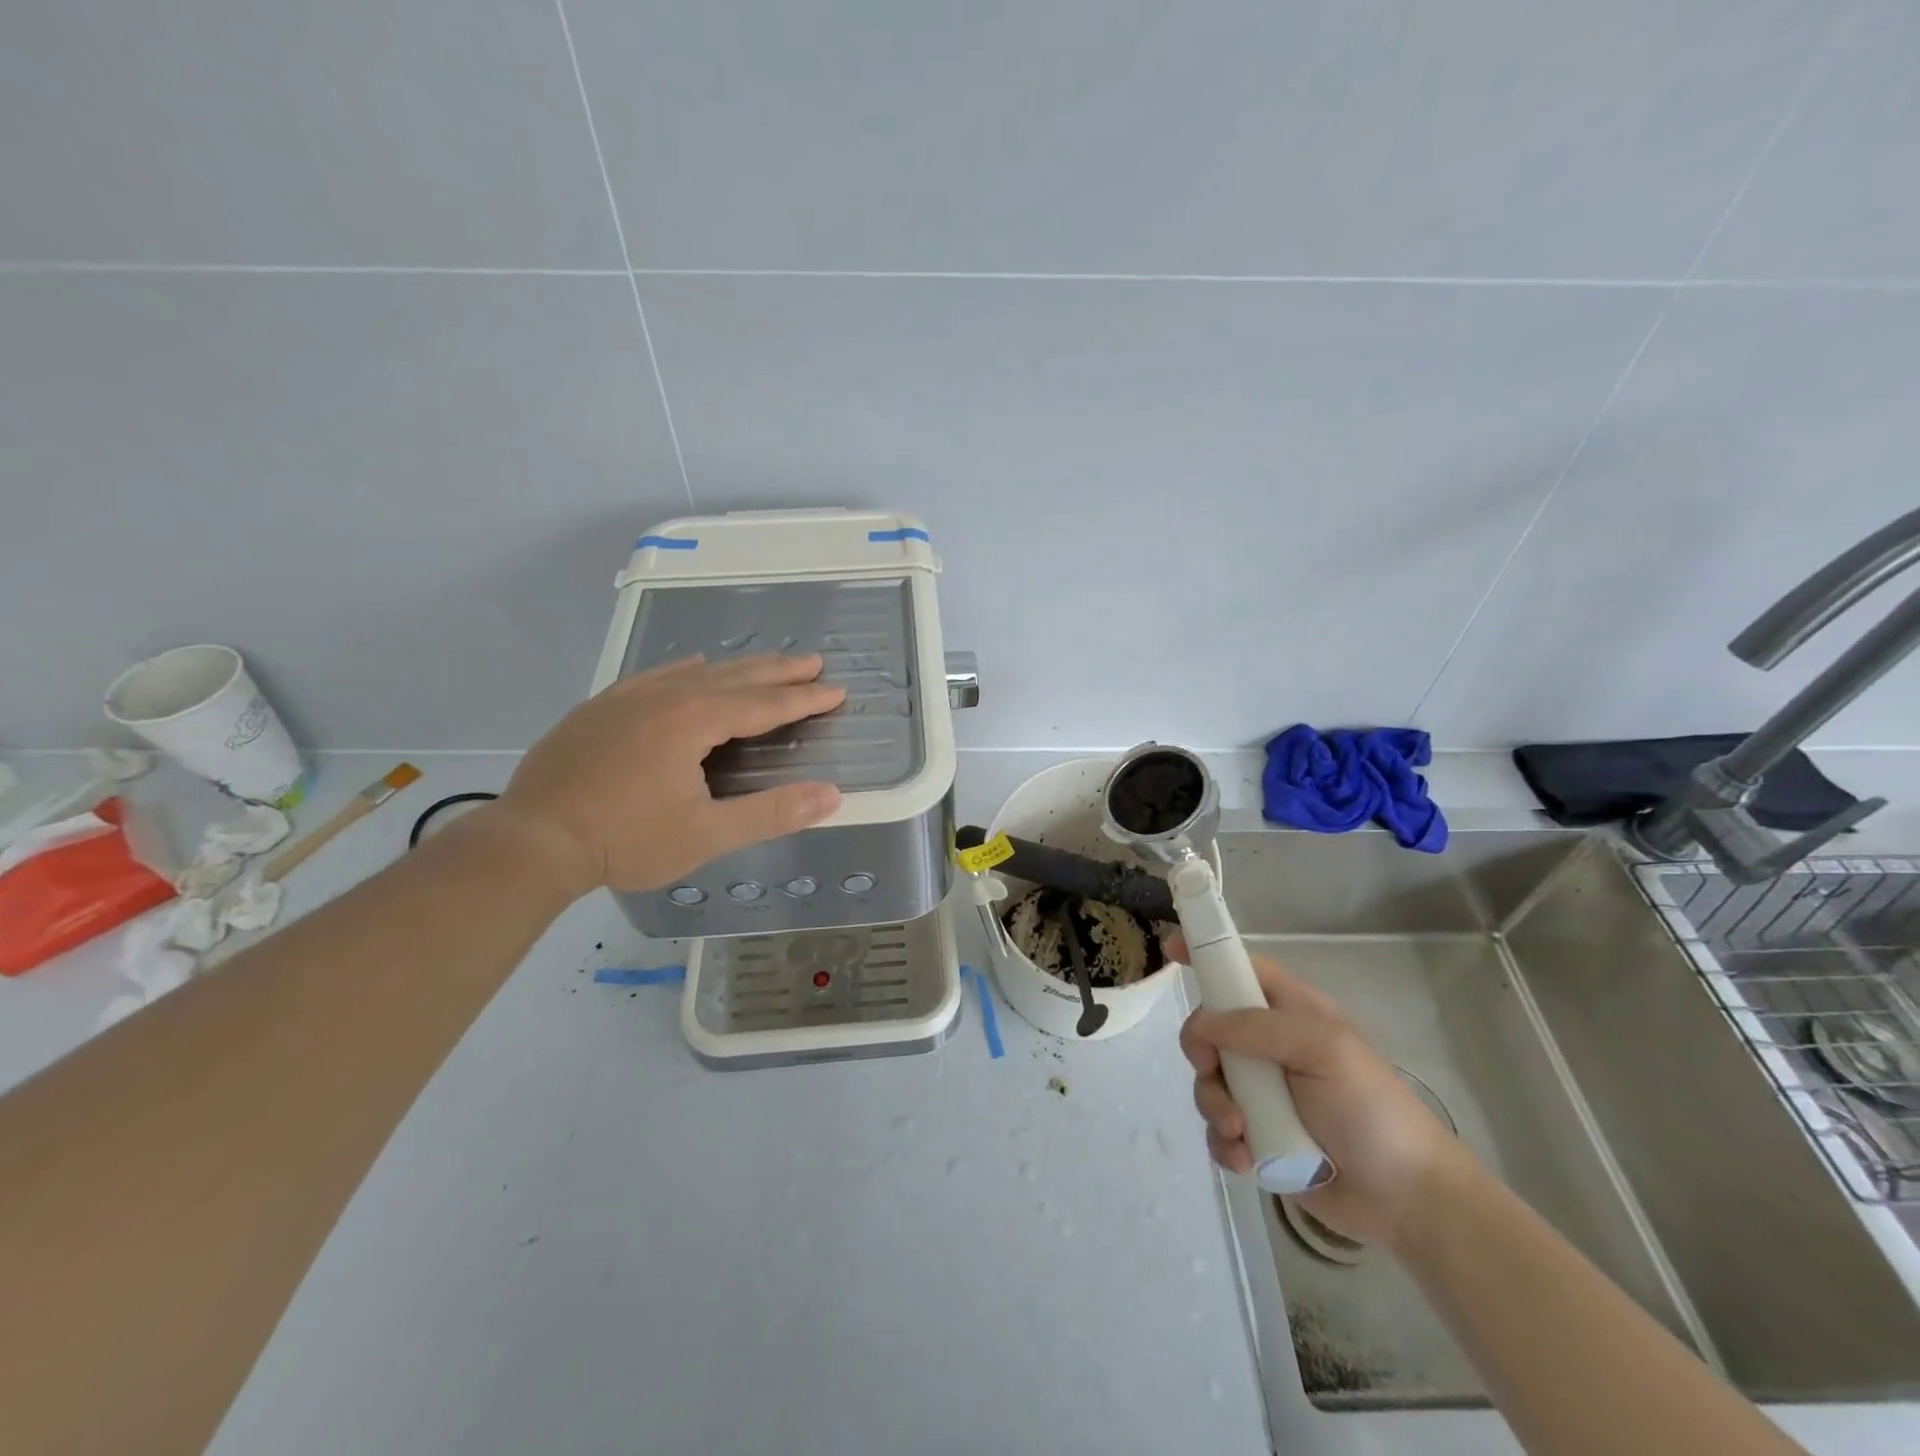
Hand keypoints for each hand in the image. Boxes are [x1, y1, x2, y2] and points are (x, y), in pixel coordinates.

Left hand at [494, 654, 845, 897]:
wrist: (532, 841)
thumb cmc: (626, 840)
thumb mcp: (707, 834)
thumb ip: (772, 812)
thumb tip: (832, 795)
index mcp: (693, 720)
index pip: (764, 704)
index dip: (804, 699)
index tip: (837, 690)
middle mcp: (664, 696)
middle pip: (734, 677)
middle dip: (778, 671)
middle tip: (813, 661)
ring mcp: (628, 698)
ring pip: (696, 672)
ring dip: (737, 668)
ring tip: (766, 664)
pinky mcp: (600, 708)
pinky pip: (656, 675)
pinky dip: (686, 670)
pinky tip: (691, 667)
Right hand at [1177, 943, 1470, 1247]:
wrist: (1407, 1199)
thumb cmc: (1371, 1108)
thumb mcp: (1323, 1049)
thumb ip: (1257, 1028)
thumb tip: (1201, 1023)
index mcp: (1291, 1014)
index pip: (1242, 971)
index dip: (1207, 957)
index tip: (1170, 950)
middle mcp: (1270, 1048)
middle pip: (1210, 1031)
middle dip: (1201, 1052)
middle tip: (1212, 1070)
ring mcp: (1263, 1095)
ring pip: (1208, 1082)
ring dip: (1214, 1105)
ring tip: (1240, 1132)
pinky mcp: (1259, 1138)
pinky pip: (1219, 1130)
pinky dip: (1224, 1143)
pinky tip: (1246, 1158)